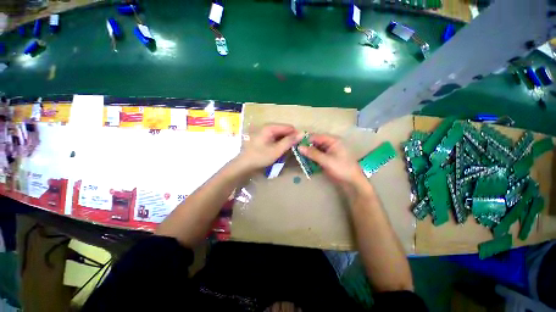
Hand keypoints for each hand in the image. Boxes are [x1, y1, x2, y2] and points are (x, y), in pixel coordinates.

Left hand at [236, 124, 299, 171]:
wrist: (244, 165)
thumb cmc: (260, 157)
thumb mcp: (276, 150)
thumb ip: (289, 141)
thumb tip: (302, 133)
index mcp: (270, 127)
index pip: (288, 127)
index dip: (295, 135)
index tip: (300, 144)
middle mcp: (267, 127)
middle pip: (284, 130)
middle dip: (290, 138)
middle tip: (294, 149)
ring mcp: (265, 133)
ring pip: (280, 135)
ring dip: (285, 141)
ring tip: (288, 151)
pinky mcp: (264, 138)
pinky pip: (275, 138)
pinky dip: (280, 143)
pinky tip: (280, 150)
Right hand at [299, 134, 365, 187]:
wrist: (352, 182)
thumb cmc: (341, 168)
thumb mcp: (326, 160)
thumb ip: (312, 153)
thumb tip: (299, 147)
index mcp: (333, 140)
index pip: (317, 136)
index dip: (306, 139)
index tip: (296, 143)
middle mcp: (331, 144)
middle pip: (316, 142)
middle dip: (306, 146)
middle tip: (296, 151)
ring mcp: (329, 151)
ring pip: (316, 149)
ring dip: (308, 153)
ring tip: (299, 156)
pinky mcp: (328, 158)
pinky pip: (318, 155)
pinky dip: (312, 158)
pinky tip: (306, 161)